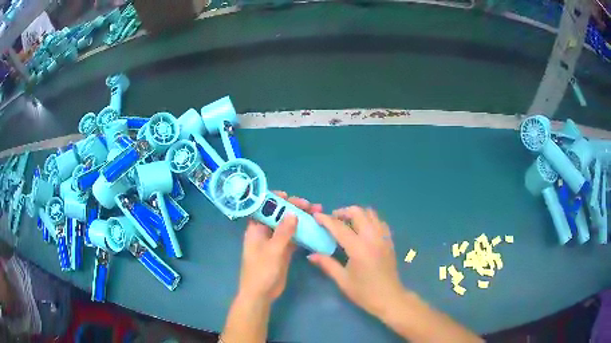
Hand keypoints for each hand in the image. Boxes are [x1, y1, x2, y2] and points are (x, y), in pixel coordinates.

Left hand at [237, 191, 322, 302]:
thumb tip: (292, 213)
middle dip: (293, 208)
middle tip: (310, 205)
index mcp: (256, 229)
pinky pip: (294, 237)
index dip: (273, 199)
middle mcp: (265, 233)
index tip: (288, 196)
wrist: (261, 294)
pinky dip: (303, 232)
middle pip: (279, 215)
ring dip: (301, 219)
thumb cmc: (261, 271)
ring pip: (288, 225)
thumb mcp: (272, 251)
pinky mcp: (284, 251)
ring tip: (317, 212)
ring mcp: (275, 242)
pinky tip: (315, 228)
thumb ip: (283, 232)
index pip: (263, 208)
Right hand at [308, 206, 404, 317]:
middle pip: (358, 212)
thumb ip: (327, 264)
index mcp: (358, 248)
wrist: (389, 298)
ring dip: (357, 214)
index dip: (326, 220)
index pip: (339, 227)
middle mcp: (372, 237)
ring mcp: (383, 237)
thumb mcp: (342, 280)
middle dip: (343, 212)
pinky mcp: (389, 240)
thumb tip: (311, 255)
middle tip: (333, 220)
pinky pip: (379, 222)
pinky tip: (363, 231)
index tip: (316, 216)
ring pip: (371, 213)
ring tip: (347, 224)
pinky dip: (369, 220)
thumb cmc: (364, 292)